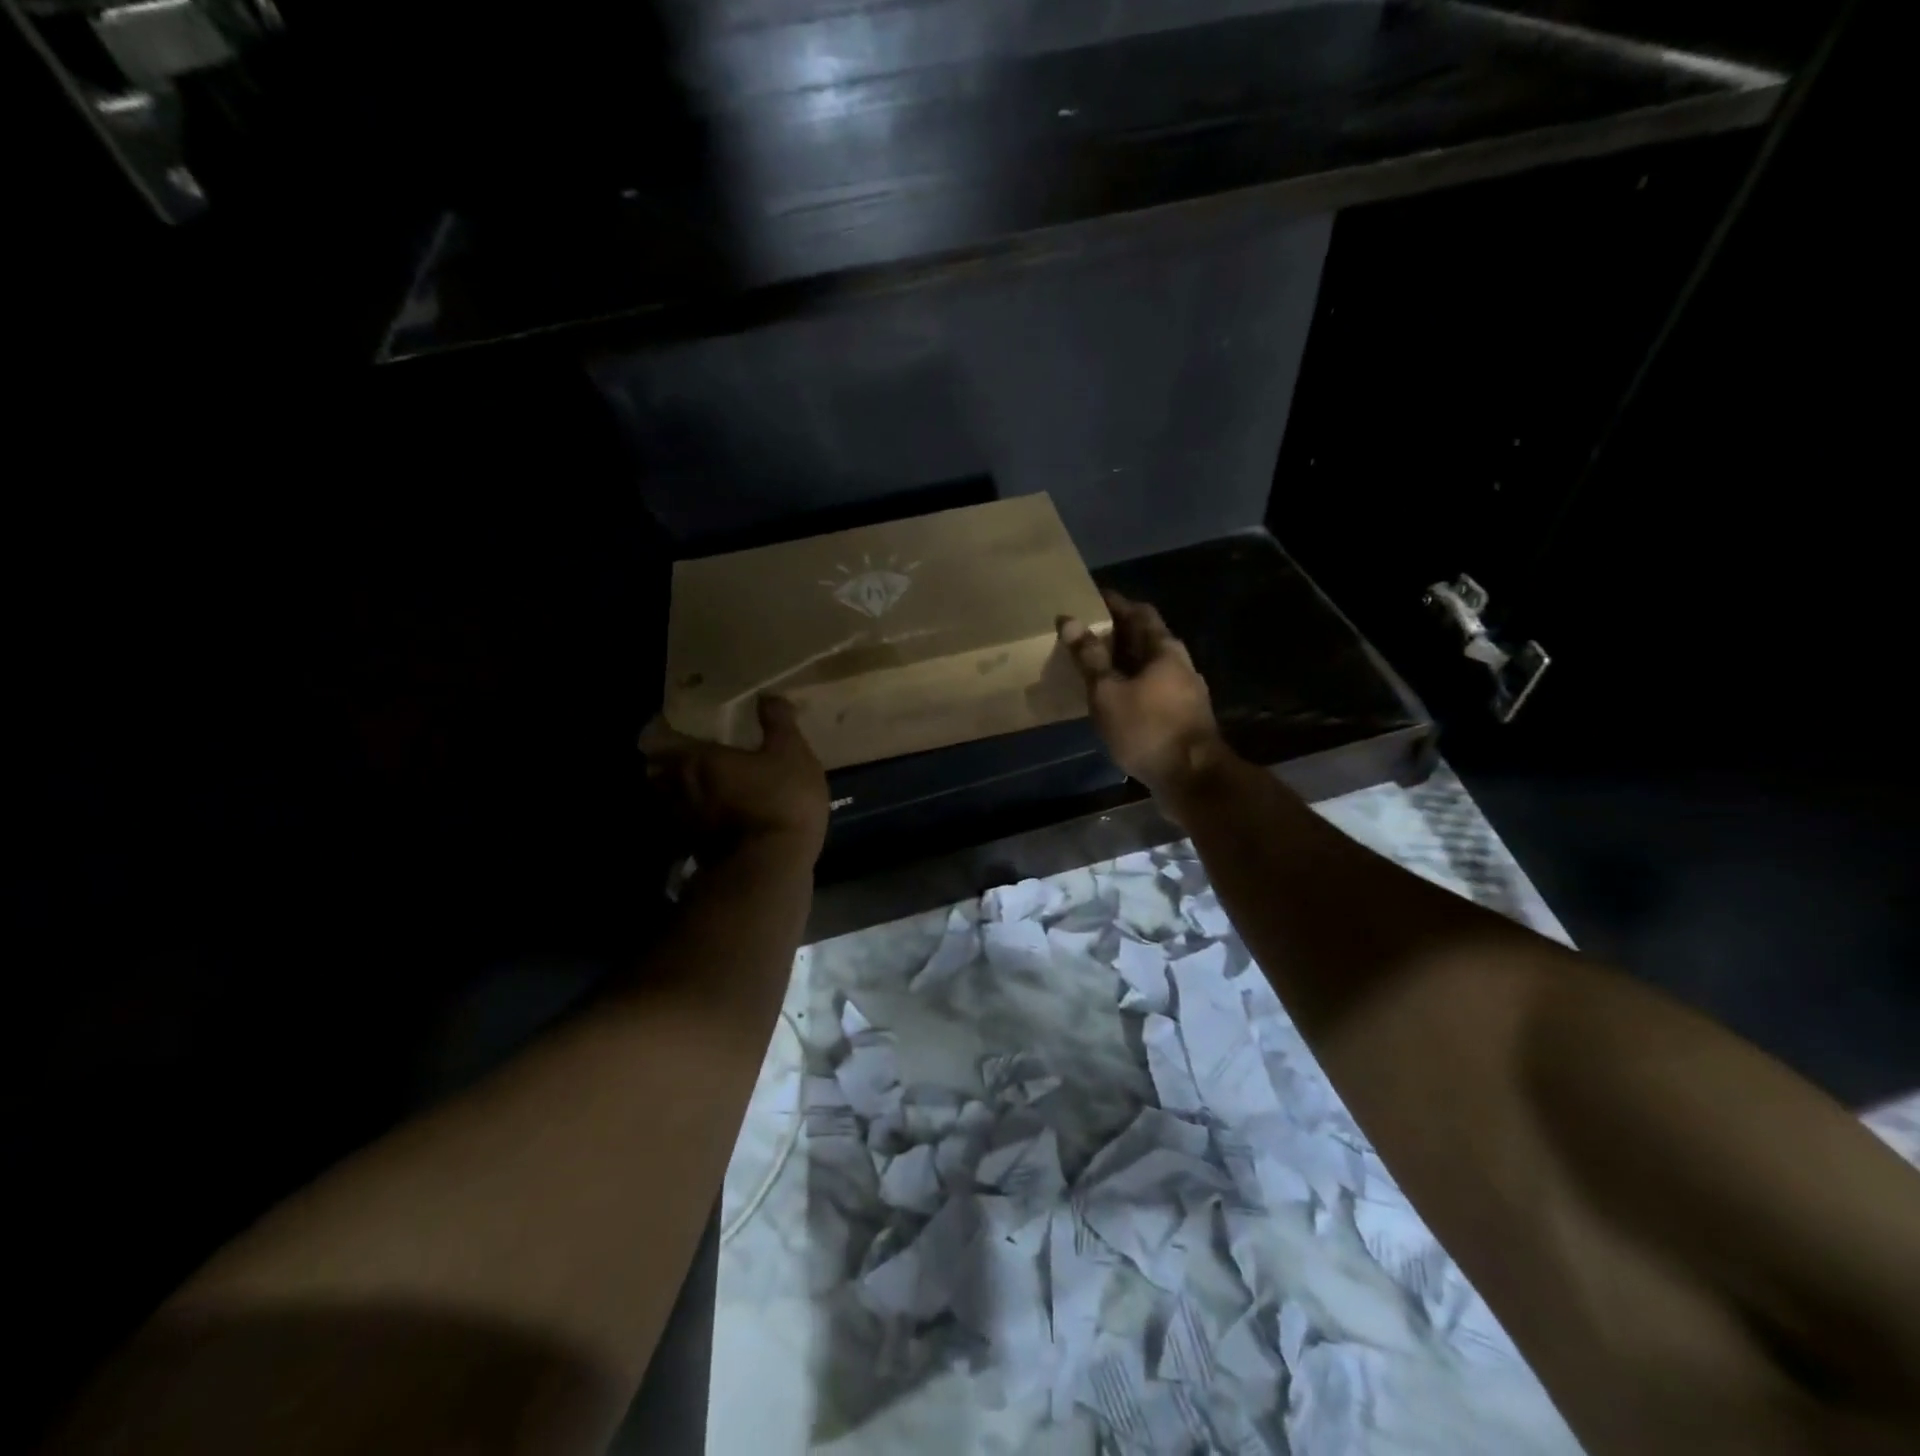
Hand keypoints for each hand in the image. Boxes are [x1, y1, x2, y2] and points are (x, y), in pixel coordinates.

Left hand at [642, 697, 829, 862]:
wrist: (773, 867)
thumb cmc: (781, 799)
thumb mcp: (792, 754)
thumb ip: (778, 723)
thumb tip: (767, 696)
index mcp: (695, 758)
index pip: (656, 738)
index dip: (657, 729)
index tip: (666, 723)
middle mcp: (677, 789)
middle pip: (654, 771)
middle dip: (662, 763)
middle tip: (680, 754)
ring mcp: (681, 824)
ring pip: (665, 801)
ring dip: (673, 792)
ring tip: (691, 787)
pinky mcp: (692, 852)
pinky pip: (681, 828)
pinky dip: (687, 820)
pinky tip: (706, 819)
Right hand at [1058, 591, 1224, 796]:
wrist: (1192, 778)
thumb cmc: (1147, 728)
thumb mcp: (1108, 692)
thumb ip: (1089, 657)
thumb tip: (1069, 619)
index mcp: (1164, 648)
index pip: (1138, 612)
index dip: (1115, 603)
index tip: (1090, 599)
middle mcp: (1179, 663)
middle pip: (1146, 637)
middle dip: (1117, 632)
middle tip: (1085, 632)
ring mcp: (1185, 690)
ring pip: (1150, 664)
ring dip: (1124, 661)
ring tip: (1095, 664)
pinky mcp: (1183, 715)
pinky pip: (1153, 688)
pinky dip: (1132, 684)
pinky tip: (1115, 697)